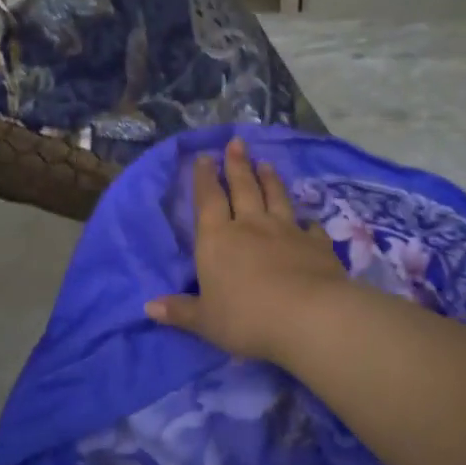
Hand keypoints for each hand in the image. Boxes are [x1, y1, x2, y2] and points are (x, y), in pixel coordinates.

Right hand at [147, 137, 347, 363]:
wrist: (308, 316)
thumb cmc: (246, 318)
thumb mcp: (205, 321)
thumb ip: (180, 311)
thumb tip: (149, 307)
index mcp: (217, 239)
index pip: (208, 200)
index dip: (204, 178)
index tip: (204, 157)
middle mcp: (251, 226)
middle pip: (243, 188)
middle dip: (237, 165)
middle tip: (237, 143)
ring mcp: (287, 231)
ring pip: (276, 198)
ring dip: (270, 180)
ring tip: (266, 164)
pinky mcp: (316, 244)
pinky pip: (310, 227)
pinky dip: (308, 221)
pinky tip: (308, 219)